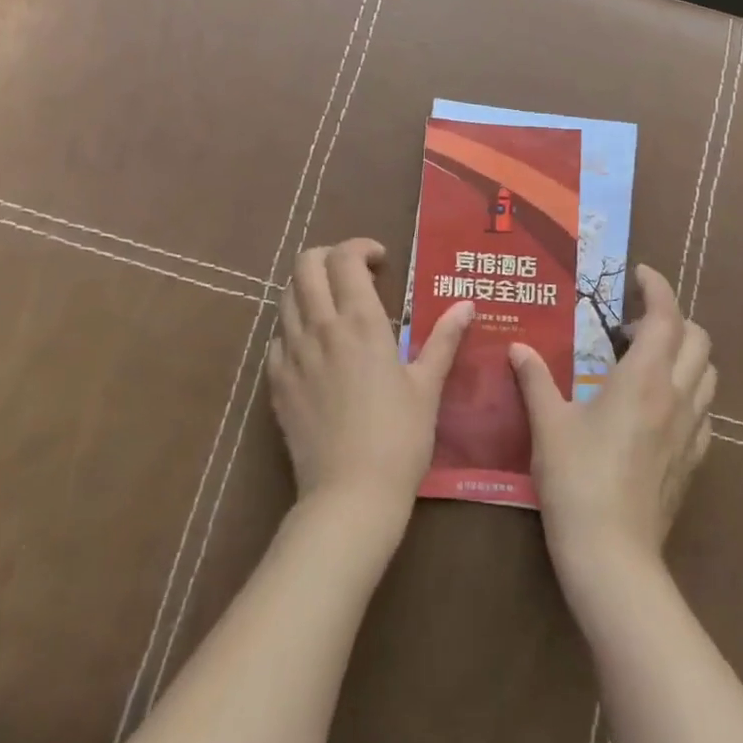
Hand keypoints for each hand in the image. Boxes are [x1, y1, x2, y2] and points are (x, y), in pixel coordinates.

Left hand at [268, 238, 475, 530]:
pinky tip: (314, 348)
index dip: (361, 247)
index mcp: (360, 321)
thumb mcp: (427, 385)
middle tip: (352, 273)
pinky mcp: (276, 382)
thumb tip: (466, 305)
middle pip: (306, 265)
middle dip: (327, 256)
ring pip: (286, 297)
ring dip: (309, 288)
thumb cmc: (399, 437)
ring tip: (333, 306)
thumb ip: (444, 339)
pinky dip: (294, 328)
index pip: (345, 258)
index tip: (380, 261)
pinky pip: (278, 338)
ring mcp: (292, 354)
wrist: (350, 495)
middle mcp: (321, 327)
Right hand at [509, 265, 714, 580]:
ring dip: (685, 354)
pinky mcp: (693, 461)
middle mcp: (676, 397)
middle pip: (698, 340)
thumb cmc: (577, 480)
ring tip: (646, 361)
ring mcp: (691, 431)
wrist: (613, 556)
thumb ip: (534, 379)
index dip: (657, 288)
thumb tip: (518, 347)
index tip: (639, 274)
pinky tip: (657, 407)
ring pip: (708, 374)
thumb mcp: (548, 423)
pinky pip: (705, 411)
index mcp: (644, 379)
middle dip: (673, 318)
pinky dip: (689, 392)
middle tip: (632, 325)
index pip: (666, 316)